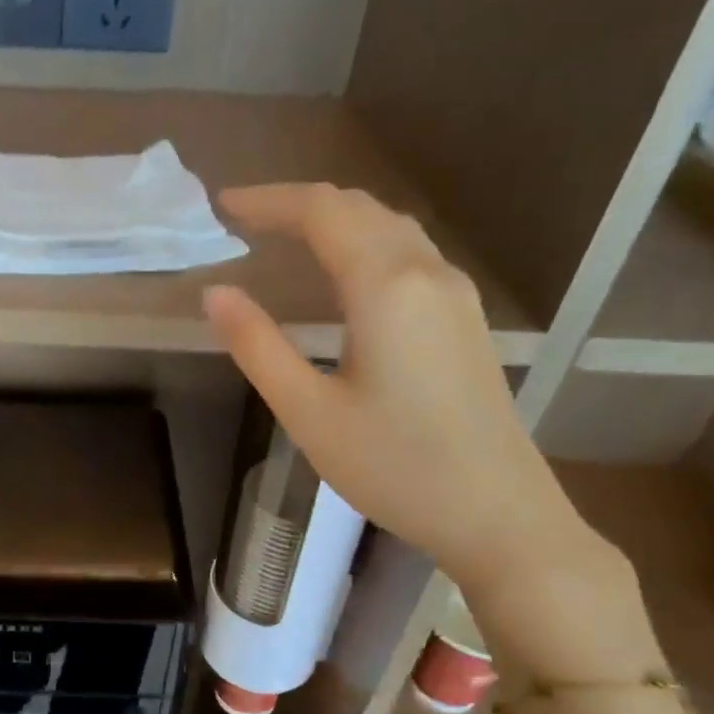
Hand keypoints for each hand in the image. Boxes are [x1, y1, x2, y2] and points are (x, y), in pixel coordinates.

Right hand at [203, 184, 589, 594]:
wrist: (498, 513)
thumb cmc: (394, 467)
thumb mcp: (309, 412)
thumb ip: (258, 346)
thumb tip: (215, 293)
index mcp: (386, 287)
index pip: (322, 212)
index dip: (269, 200)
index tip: (223, 206)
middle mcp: (427, 273)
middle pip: (360, 208)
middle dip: (299, 204)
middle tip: (246, 219)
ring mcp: (455, 294)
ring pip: (390, 227)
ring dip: (335, 219)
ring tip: (286, 236)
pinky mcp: (465, 319)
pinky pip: (409, 253)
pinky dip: (364, 242)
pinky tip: (344, 274)